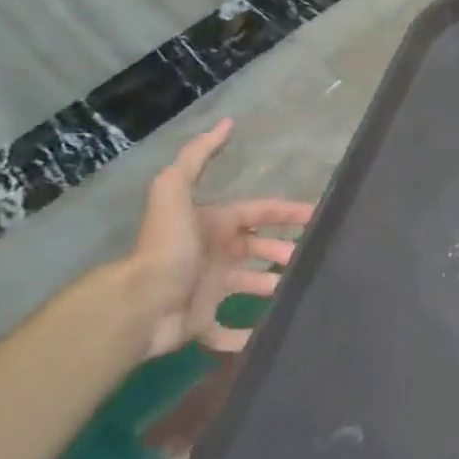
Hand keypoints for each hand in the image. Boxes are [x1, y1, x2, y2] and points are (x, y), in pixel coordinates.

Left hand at [128, 118, 312, 358]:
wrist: (141, 303)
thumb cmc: (168, 247)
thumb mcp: (175, 190)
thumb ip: (197, 156)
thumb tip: (226, 122)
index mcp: (214, 224)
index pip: (257, 213)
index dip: (286, 212)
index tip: (317, 216)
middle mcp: (213, 254)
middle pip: (257, 249)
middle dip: (283, 250)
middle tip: (312, 258)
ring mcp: (208, 290)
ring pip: (250, 286)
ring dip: (272, 287)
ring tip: (299, 291)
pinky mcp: (202, 323)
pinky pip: (227, 331)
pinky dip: (245, 335)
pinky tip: (267, 335)